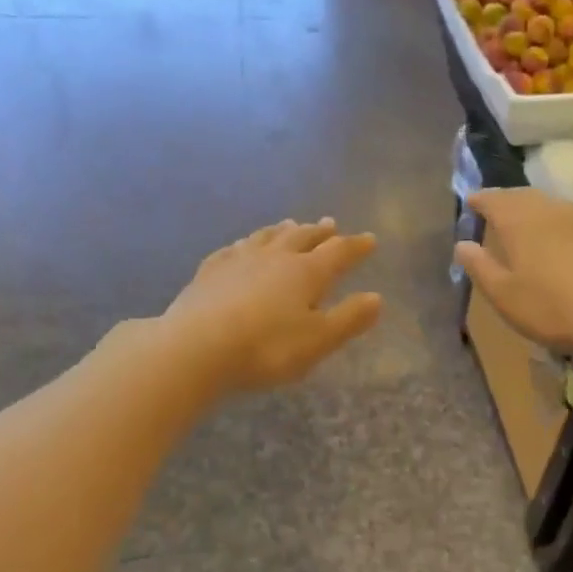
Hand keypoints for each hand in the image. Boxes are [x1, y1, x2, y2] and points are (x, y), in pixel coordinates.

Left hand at [166, 219, 382, 391]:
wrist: (196, 348)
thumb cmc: (267, 348)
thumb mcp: (318, 340)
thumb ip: (349, 319)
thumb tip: (376, 298)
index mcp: (306, 272)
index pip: (339, 252)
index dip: (356, 246)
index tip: (370, 239)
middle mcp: (275, 257)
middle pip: (302, 237)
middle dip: (319, 232)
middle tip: (330, 223)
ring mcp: (239, 260)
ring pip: (266, 237)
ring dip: (283, 230)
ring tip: (291, 225)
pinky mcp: (209, 271)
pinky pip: (233, 249)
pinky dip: (245, 244)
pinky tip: (241, 246)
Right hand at [454, 189, 572, 351]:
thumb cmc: (547, 306)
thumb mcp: (502, 293)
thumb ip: (479, 266)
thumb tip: (462, 244)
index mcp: (517, 220)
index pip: (493, 199)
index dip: (479, 199)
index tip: (470, 202)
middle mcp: (547, 208)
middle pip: (521, 195)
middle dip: (505, 200)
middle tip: (495, 210)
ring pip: (548, 202)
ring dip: (532, 207)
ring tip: (525, 221)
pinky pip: (571, 215)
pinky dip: (557, 218)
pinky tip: (561, 233)